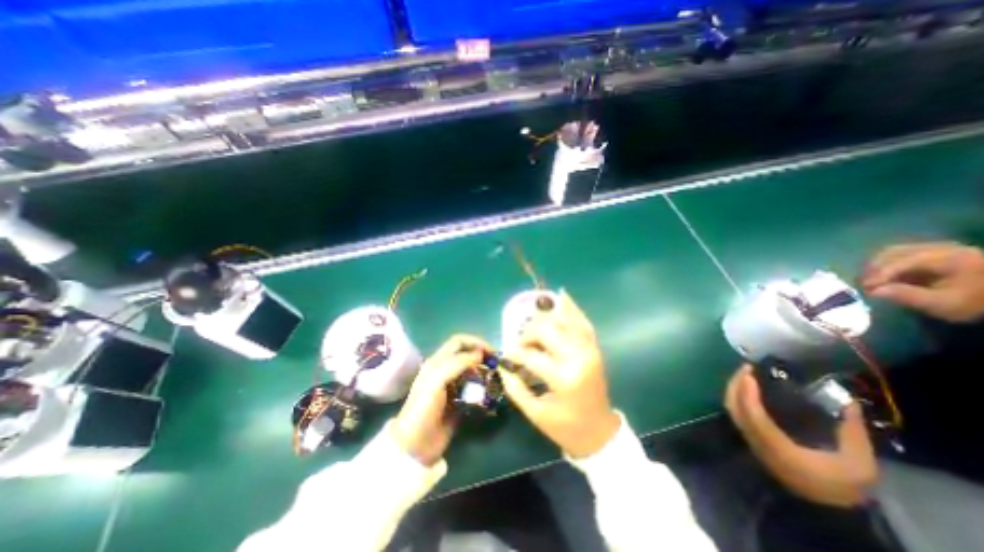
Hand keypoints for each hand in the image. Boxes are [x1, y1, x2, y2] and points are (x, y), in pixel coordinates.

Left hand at [389, 334, 486, 467]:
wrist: (415, 445)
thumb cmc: (423, 408)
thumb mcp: (437, 381)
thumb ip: (457, 363)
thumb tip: (480, 353)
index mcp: (438, 362)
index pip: (459, 342)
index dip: (475, 342)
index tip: (491, 351)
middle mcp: (445, 370)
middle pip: (466, 355)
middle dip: (482, 356)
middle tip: (496, 364)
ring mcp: (453, 386)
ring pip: (472, 371)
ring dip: (483, 371)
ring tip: (495, 378)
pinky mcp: (459, 401)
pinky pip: (474, 389)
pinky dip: (483, 388)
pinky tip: (490, 393)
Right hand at [502, 290, 617, 459]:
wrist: (599, 431)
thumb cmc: (566, 427)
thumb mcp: (536, 414)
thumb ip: (515, 388)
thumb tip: (502, 364)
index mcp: (564, 378)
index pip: (531, 355)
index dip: (514, 352)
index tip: (506, 353)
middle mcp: (578, 357)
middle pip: (547, 329)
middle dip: (528, 333)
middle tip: (521, 343)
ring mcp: (589, 349)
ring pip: (563, 320)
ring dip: (544, 318)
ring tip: (533, 326)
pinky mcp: (594, 347)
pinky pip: (582, 321)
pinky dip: (572, 308)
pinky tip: (562, 295)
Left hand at [721, 365, 876, 505]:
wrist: (828, 509)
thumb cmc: (842, 485)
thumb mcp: (859, 464)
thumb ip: (853, 433)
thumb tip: (850, 402)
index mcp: (777, 447)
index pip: (753, 415)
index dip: (747, 393)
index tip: (750, 375)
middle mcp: (756, 442)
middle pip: (735, 408)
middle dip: (736, 385)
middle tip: (746, 368)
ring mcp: (751, 441)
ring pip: (732, 410)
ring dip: (735, 390)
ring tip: (746, 374)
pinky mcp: (752, 440)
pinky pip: (737, 414)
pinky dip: (738, 398)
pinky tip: (748, 389)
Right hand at [860, 241, 983, 322]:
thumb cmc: (972, 301)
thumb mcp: (944, 304)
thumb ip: (909, 296)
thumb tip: (873, 292)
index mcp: (951, 257)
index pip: (905, 261)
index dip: (881, 273)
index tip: (865, 288)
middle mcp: (940, 247)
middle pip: (893, 253)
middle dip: (873, 269)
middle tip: (862, 284)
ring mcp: (933, 247)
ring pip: (890, 252)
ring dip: (874, 266)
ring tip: (868, 281)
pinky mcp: (926, 251)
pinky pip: (895, 254)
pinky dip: (881, 265)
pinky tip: (879, 276)